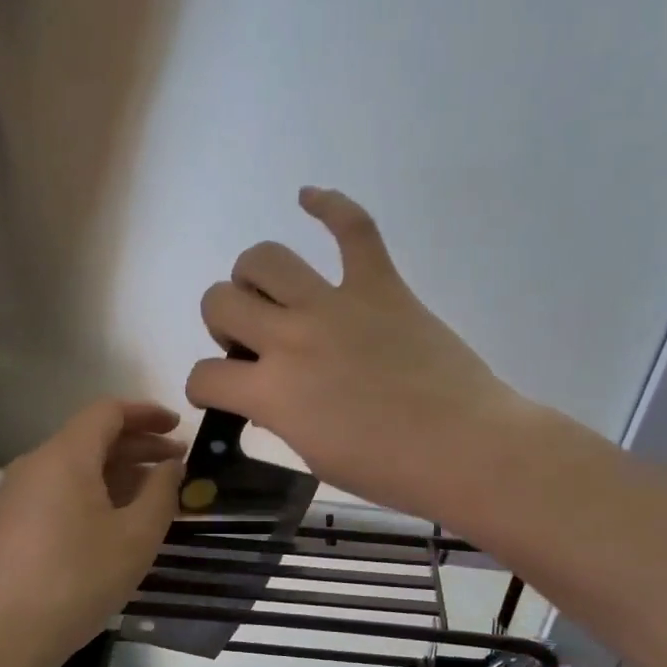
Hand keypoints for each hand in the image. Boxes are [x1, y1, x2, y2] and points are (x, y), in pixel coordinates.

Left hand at [0, 399, 184, 666]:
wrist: (7, 634)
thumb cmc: (79, 578)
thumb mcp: (137, 535)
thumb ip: (161, 492)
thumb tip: (171, 466)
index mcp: (65, 455)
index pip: (108, 412)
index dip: (147, 414)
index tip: (179, 428)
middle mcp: (37, 464)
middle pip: (93, 437)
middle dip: (139, 446)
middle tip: (179, 464)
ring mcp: (21, 493)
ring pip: (78, 466)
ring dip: (119, 472)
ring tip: (158, 494)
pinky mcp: (16, 521)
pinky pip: (63, 490)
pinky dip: (97, 492)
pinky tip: (122, 518)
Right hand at [186, 187, 524, 522]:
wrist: (464, 448)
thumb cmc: (388, 470)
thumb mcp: (313, 454)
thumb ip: (279, 415)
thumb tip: (269, 393)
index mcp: (271, 392)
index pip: (204, 376)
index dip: (203, 387)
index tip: (219, 392)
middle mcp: (290, 338)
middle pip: (219, 301)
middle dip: (221, 321)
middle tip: (250, 342)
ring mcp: (335, 304)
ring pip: (265, 258)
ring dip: (253, 275)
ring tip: (270, 293)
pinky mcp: (380, 286)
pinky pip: (353, 228)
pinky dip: (330, 205)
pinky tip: (309, 197)